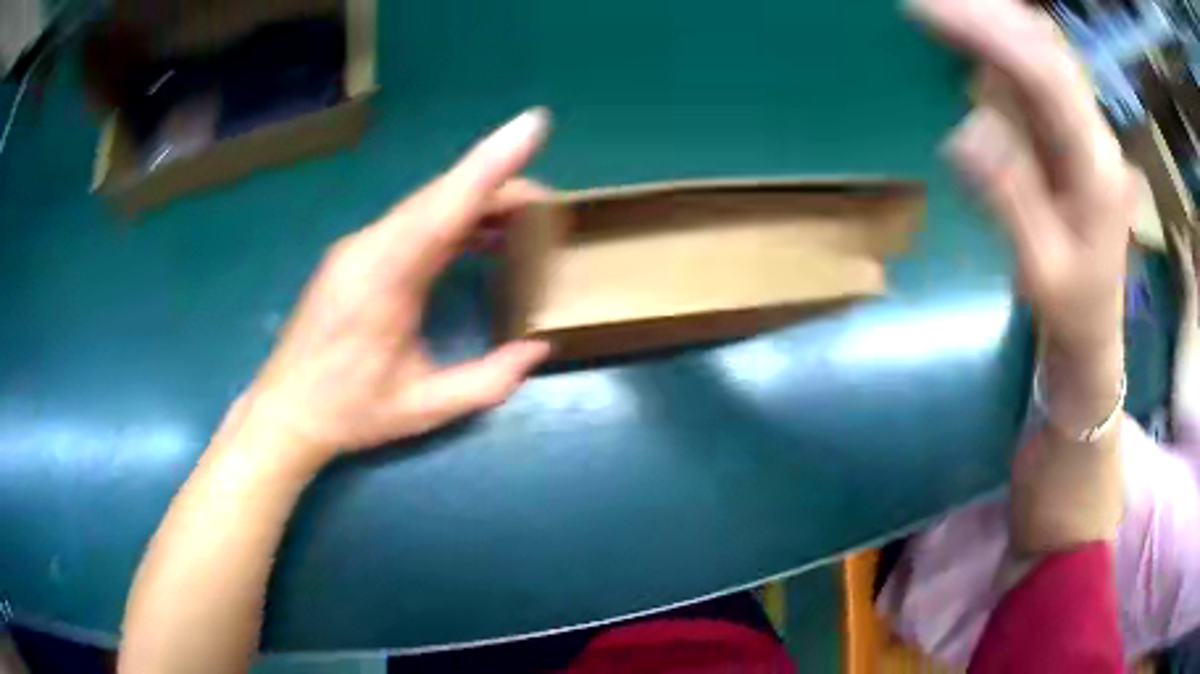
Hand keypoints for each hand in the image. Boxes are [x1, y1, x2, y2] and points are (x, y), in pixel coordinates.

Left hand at [237, 109, 552, 466]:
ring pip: (425, 206)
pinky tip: (474, 237)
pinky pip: (410, 223)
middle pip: (441, 197)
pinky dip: (449, 220)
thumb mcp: (423, 408)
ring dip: (474, 204)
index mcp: (385, 277)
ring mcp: (357, 246)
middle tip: (546, 203)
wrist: (285, 411)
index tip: (533, 125)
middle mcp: (369, 246)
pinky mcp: (354, 255)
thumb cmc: (350, 412)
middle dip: (498, 186)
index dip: (493, 162)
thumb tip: (538, 349)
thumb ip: (487, 381)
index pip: (447, 205)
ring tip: (520, 219)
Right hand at [911, 0, 1132, 359]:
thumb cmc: (1071, 306)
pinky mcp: (1071, 124)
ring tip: (941, 9)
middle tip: (923, 3)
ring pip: (1043, 47)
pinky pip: (1037, 63)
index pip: (1047, 78)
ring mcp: (1085, 123)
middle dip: (985, 13)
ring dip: (994, 18)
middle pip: (1046, 47)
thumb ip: (1012, 200)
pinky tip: (973, 31)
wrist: (1095, 321)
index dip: (992, 37)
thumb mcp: (1041, 271)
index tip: (929, 12)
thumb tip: (966, 130)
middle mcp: (1096, 131)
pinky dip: (1003, 37)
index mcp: (1096, 168)